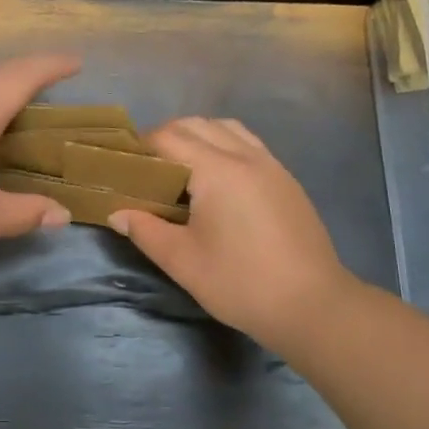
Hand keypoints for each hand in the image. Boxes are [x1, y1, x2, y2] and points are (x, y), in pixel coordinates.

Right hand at [110, 118, 355, 353]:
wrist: (311, 305)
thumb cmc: (239, 283)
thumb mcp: (182, 261)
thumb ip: (145, 230)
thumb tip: (117, 214)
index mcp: (216, 170)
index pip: (169, 137)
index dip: (141, 146)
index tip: (124, 168)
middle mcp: (245, 155)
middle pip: (197, 124)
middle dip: (167, 137)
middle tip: (148, 170)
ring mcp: (271, 165)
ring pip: (227, 129)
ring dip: (198, 138)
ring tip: (182, 171)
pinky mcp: (286, 180)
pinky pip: (249, 145)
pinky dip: (224, 147)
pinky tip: (217, 183)